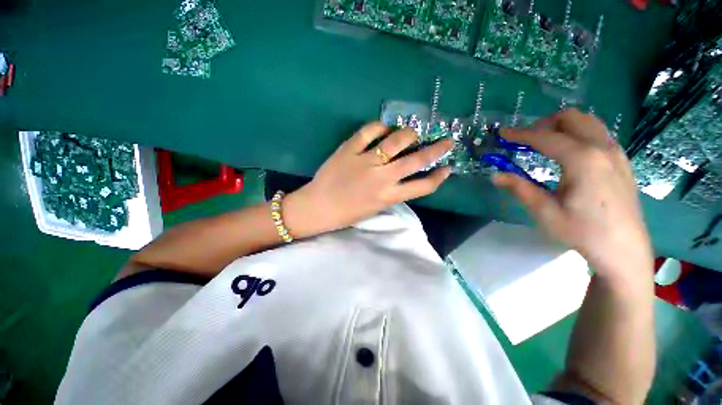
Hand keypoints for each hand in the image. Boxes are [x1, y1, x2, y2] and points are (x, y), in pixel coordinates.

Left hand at [283, 122, 453, 237]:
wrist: (318, 207)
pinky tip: (384, 126)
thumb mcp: (375, 208)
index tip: (447, 168)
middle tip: (447, 140)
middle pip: (416, 160)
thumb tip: (403, 177)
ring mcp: (366, 161)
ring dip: (409, 134)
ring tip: (413, 132)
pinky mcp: (349, 149)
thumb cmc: (347, 213)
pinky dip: (379, 126)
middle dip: (437, 149)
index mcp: (388, 196)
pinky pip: (368, 131)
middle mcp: (382, 177)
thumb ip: (392, 193)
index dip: (438, 177)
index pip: (422, 187)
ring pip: (396, 141)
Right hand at [493, 109, 653, 284]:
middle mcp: (602, 149)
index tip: (502, 132)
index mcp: (583, 160)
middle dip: (544, 124)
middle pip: (571, 118)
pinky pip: (598, 134)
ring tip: (544, 143)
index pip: (545, 137)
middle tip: (525, 139)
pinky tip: (567, 154)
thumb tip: (495, 175)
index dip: (520, 134)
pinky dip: (577, 134)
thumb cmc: (584, 233)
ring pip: (587, 122)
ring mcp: (616, 153)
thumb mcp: (545, 212)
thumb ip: (520, 189)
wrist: (624, 251)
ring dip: (562, 127)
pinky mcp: (622, 161)